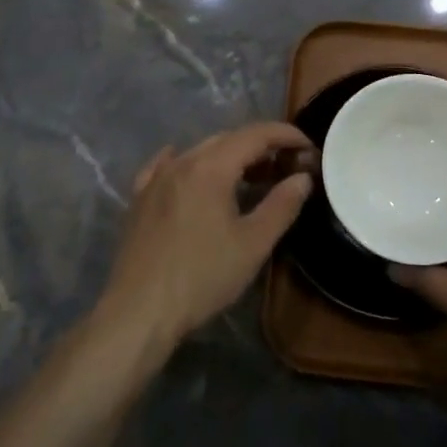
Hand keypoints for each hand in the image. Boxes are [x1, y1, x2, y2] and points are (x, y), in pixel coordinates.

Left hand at [98, 122, 313, 350]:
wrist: (138, 311)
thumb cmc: (202, 277)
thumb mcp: (253, 244)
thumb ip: (281, 206)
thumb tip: (303, 177)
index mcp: (211, 167)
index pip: (255, 135)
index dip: (285, 135)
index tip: (308, 147)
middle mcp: (182, 162)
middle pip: (228, 139)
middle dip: (261, 146)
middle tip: (286, 166)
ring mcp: (156, 179)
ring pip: (199, 151)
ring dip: (229, 156)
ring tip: (251, 176)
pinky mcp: (139, 199)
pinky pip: (165, 166)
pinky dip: (188, 163)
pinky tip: (187, 167)